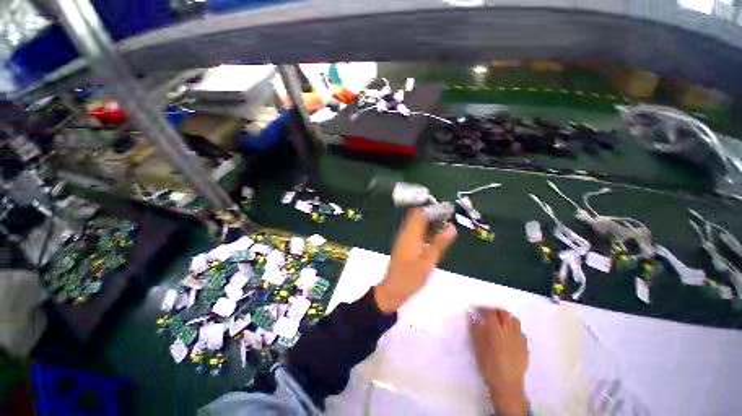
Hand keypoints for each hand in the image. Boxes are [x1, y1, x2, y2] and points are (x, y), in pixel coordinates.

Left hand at [374, 208, 456, 312]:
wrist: (394, 289)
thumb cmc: (411, 276)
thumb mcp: (429, 260)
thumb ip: (440, 243)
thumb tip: (452, 227)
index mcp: (410, 234)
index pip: (419, 213)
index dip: (433, 209)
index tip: (447, 212)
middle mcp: (405, 233)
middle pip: (417, 217)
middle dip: (432, 216)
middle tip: (447, 221)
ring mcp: (403, 239)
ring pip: (416, 225)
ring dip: (429, 224)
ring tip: (444, 229)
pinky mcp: (403, 245)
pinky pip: (415, 233)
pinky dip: (425, 232)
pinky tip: (434, 240)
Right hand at [469, 308, 529, 415]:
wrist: (507, 384)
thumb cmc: (488, 364)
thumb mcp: (477, 346)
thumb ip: (475, 328)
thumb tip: (472, 315)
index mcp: (495, 329)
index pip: (489, 312)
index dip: (482, 309)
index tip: (476, 309)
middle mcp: (509, 330)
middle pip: (504, 313)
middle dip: (495, 311)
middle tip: (488, 314)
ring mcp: (519, 338)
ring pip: (514, 320)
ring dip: (506, 317)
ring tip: (499, 322)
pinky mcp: (525, 346)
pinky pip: (520, 331)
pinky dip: (513, 328)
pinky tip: (509, 335)